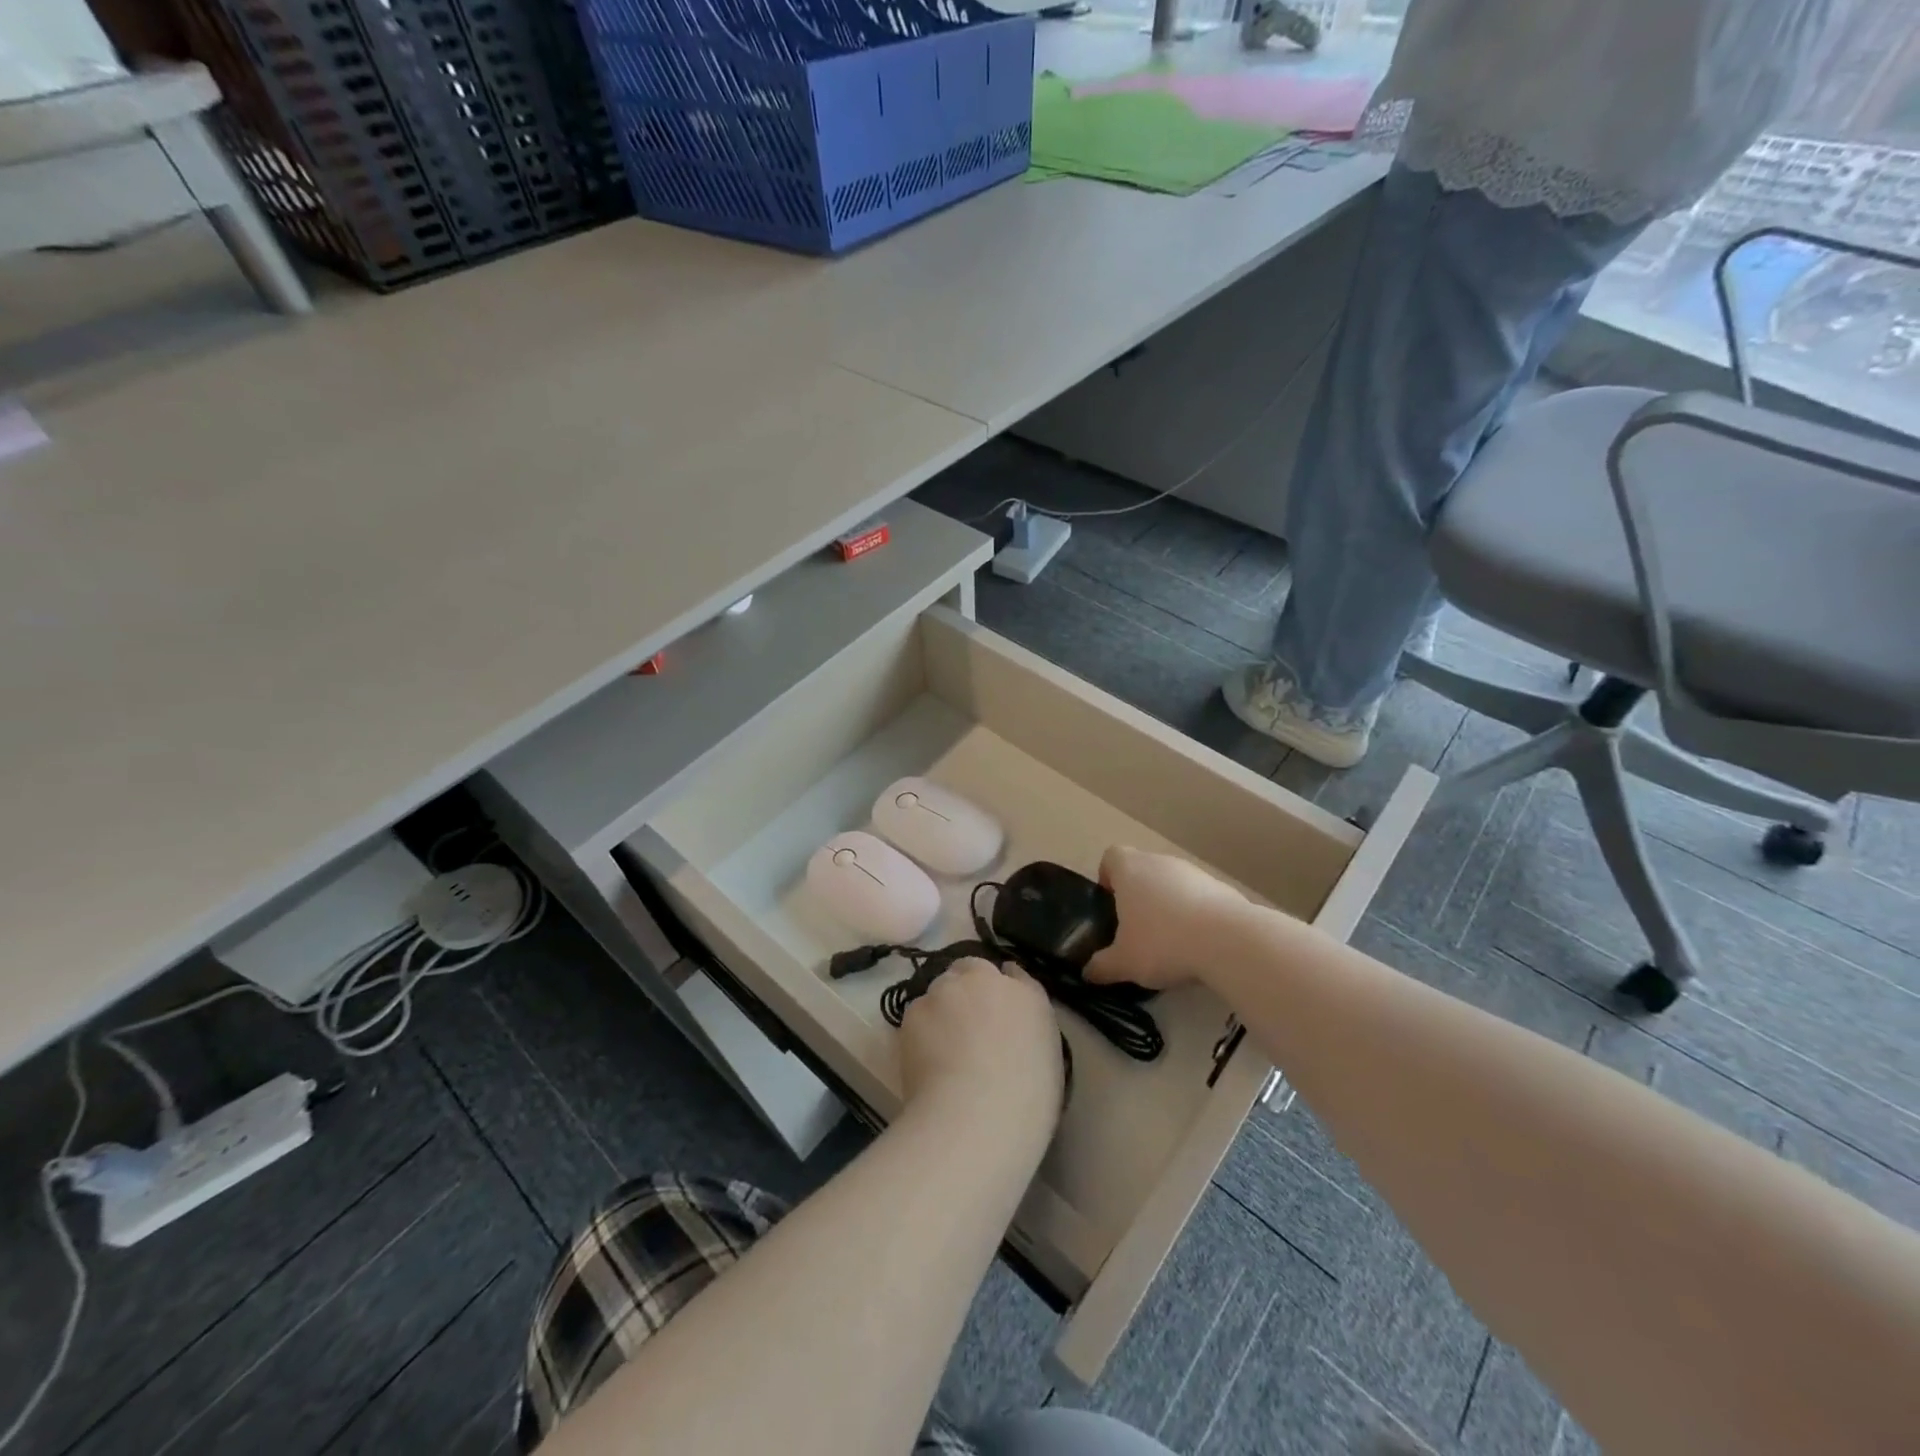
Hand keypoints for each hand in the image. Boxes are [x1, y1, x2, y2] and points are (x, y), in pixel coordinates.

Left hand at [898, 959, 1063, 1141]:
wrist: (978, 1115)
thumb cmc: (1026, 1100)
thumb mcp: (1047, 1060)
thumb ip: (1029, 1026)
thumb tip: (1011, 1015)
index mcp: (1026, 994)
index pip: (1012, 974)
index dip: (1000, 989)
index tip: (995, 1008)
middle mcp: (987, 980)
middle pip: (970, 970)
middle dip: (966, 988)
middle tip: (965, 1026)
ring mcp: (948, 990)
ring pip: (940, 989)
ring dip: (942, 1006)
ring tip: (941, 1046)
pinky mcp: (916, 1009)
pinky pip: (917, 1012)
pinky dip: (920, 1029)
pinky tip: (925, 1058)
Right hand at [1087, 846, 1246, 991]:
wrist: (1229, 941)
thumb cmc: (1163, 942)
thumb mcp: (1124, 962)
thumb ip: (1102, 966)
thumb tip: (1088, 973)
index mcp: (1130, 870)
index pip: (1111, 856)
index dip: (1108, 877)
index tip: (1111, 903)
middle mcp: (1160, 862)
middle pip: (1143, 870)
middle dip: (1138, 896)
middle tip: (1136, 930)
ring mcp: (1193, 872)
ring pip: (1172, 883)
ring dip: (1168, 905)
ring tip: (1170, 942)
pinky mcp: (1221, 887)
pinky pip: (1198, 897)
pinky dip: (1194, 914)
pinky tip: (1199, 944)